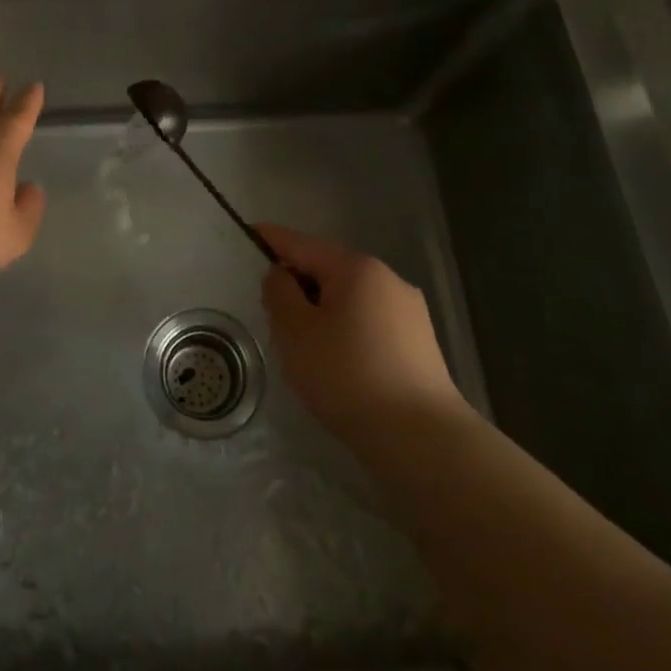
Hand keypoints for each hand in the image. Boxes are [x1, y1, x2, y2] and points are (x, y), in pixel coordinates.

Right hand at [257, 224, 466, 447]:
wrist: (420, 438)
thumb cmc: (346, 375)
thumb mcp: (295, 331)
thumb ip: (279, 293)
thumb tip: (282, 275)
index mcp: (356, 268)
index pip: (302, 243)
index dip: (272, 238)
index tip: (250, 232)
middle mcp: (387, 279)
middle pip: (329, 269)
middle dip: (298, 282)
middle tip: (271, 311)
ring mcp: (409, 311)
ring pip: (350, 297)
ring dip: (322, 309)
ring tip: (303, 344)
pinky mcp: (420, 343)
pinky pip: (369, 321)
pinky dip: (346, 329)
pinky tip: (337, 362)